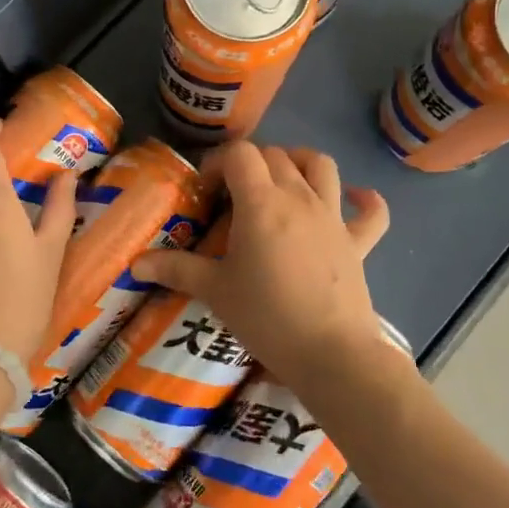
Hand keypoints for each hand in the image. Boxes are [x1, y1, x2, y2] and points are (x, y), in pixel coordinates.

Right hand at [131, 141, 390, 388]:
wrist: (330, 353)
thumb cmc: (266, 317)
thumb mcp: (215, 291)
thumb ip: (176, 269)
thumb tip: (136, 263)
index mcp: (262, 202)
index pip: (240, 154)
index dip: (218, 162)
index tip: (205, 190)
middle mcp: (299, 197)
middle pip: (275, 155)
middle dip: (250, 164)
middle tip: (232, 195)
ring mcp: (333, 217)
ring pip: (321, 166)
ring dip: (300, 162)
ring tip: (282, 180)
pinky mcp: (358, 242)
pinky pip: (372, 212)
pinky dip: (364, 200)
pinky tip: (354, 199)